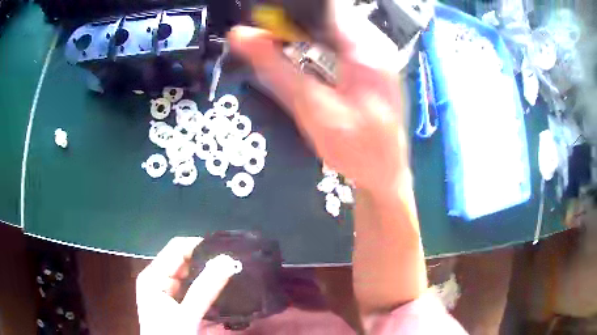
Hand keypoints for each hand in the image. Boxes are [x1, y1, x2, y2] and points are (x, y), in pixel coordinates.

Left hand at [136, 237, 235, 334]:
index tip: (226, 250)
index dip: (200, 245)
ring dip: (206, 273)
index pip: (176, 248)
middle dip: (205, 260)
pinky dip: (203, 286)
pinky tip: (218, 287)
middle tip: (232, 263)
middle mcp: (156, 278)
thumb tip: (227, 260)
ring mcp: (164, 289)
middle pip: (182, 260)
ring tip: (230, 272)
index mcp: (153, 276)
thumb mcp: (187, 315)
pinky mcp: (172, 300)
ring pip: (187, 273)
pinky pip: (189, 286)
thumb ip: (206, 288)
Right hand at [228, 1, 408, 194]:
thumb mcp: (312, 108)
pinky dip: (318, 44)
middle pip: (328, 14)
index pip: (324, 8)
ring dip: (305, 33)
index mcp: (366, 48)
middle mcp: (376, 43)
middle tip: (267, 37)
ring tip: (282, 47)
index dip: (289, 12)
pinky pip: (341, 41)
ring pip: (333, 26)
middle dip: (295, 23)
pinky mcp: (374, 64)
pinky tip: (306, 59)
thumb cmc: (355, 149)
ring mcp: (378, 53)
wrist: (384, 174)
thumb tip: (240, 35)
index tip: (263, 23)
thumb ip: (276, 68)